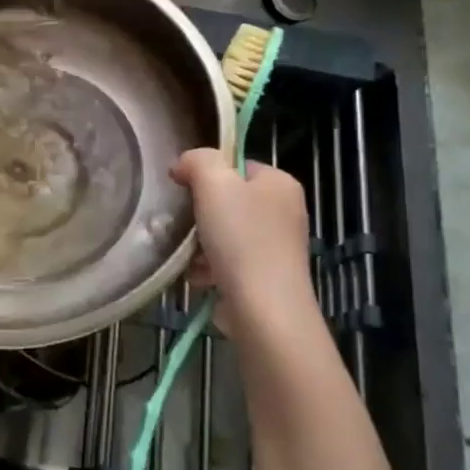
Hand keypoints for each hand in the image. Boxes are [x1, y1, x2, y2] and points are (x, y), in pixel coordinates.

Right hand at [172, 148, 320, 343]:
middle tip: (186, 225)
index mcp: (280, 183)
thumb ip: (198, 161)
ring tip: (190, 256)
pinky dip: (210, 267)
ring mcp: (278, 246)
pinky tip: (199, 277)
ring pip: (225, 232)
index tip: (184, 191)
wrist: (263, 308)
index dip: (206, 174)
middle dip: (201, 215)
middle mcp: (285, 211)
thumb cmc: (241, 239)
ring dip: (201, 244)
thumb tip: (184, 166)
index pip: (236, 165)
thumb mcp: (214, 183)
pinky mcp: (267, 276)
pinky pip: (230, 261)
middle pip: (228, 200)